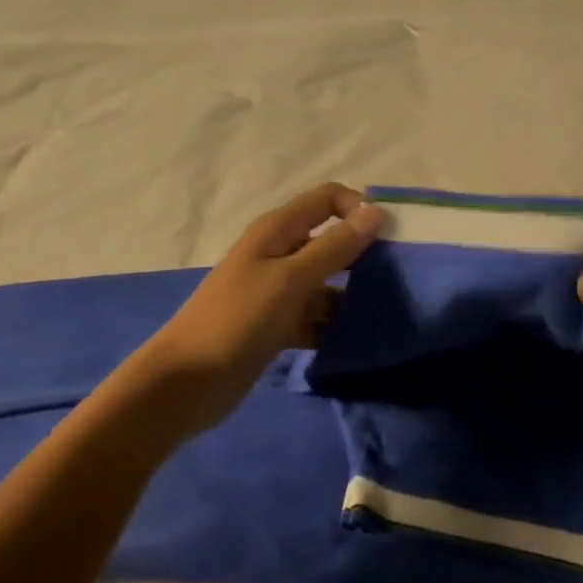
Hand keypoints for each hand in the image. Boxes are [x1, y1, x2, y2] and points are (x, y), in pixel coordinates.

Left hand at [131, 183, 383, 435]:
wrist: (187, 383)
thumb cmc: (239, 320)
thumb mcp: (291, 280)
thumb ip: (334, 247)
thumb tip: (375, 212)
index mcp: (278, 230)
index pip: (327, 199)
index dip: (358, 210)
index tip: (390, 239)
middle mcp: (279, 253)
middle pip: (329, 240)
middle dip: (361, 255)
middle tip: (396, 279)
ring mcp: (277, 291)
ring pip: (326, 282)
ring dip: (350, 295)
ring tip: (382, 314)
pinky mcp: (277, 325)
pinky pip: (315, 316)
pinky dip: (332, 325)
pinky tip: (355, 340)